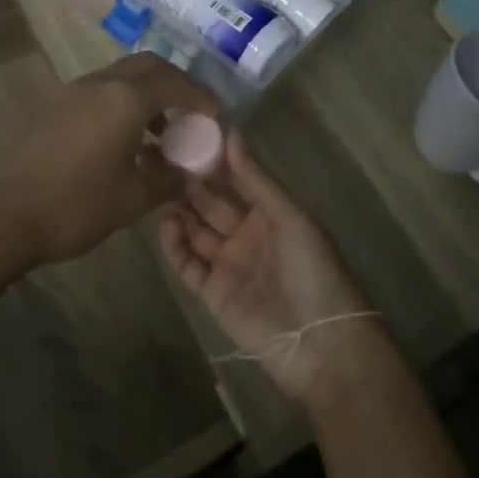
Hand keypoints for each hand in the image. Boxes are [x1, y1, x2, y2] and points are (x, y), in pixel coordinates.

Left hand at [0, 53, 221, 268]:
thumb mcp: (133, 198)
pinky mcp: (58, 106)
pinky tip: (130, 140)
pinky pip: (103, 91)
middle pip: (149, 66)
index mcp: (124, 98)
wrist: (6, 215)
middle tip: (194, 113)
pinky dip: (126, 103)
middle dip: (177, 84)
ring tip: (165, 132)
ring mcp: (75, 91)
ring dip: (149, 93)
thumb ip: (169, 179)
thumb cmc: (77, 205)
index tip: (218, 117)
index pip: (175, 82)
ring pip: (123, 76)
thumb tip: (189, 173)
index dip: (202, 97)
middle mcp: (101, 83)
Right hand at [158, 130, 376, 399]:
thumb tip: (231, 133)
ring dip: (178, 210)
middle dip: (189, 184)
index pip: (235, 181)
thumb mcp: (290, 218)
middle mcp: (246, 234)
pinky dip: (174, 244)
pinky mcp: (212, 292)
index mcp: (269, 214)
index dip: (213, 162)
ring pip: (195, 231)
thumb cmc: (313, 271)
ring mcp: (227, 263)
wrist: (320, 345)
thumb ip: (256, 179)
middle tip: (162, 160)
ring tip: (158, 188)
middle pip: (211, 204)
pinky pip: (187, 263)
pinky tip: (165, 223)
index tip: (187, 137)